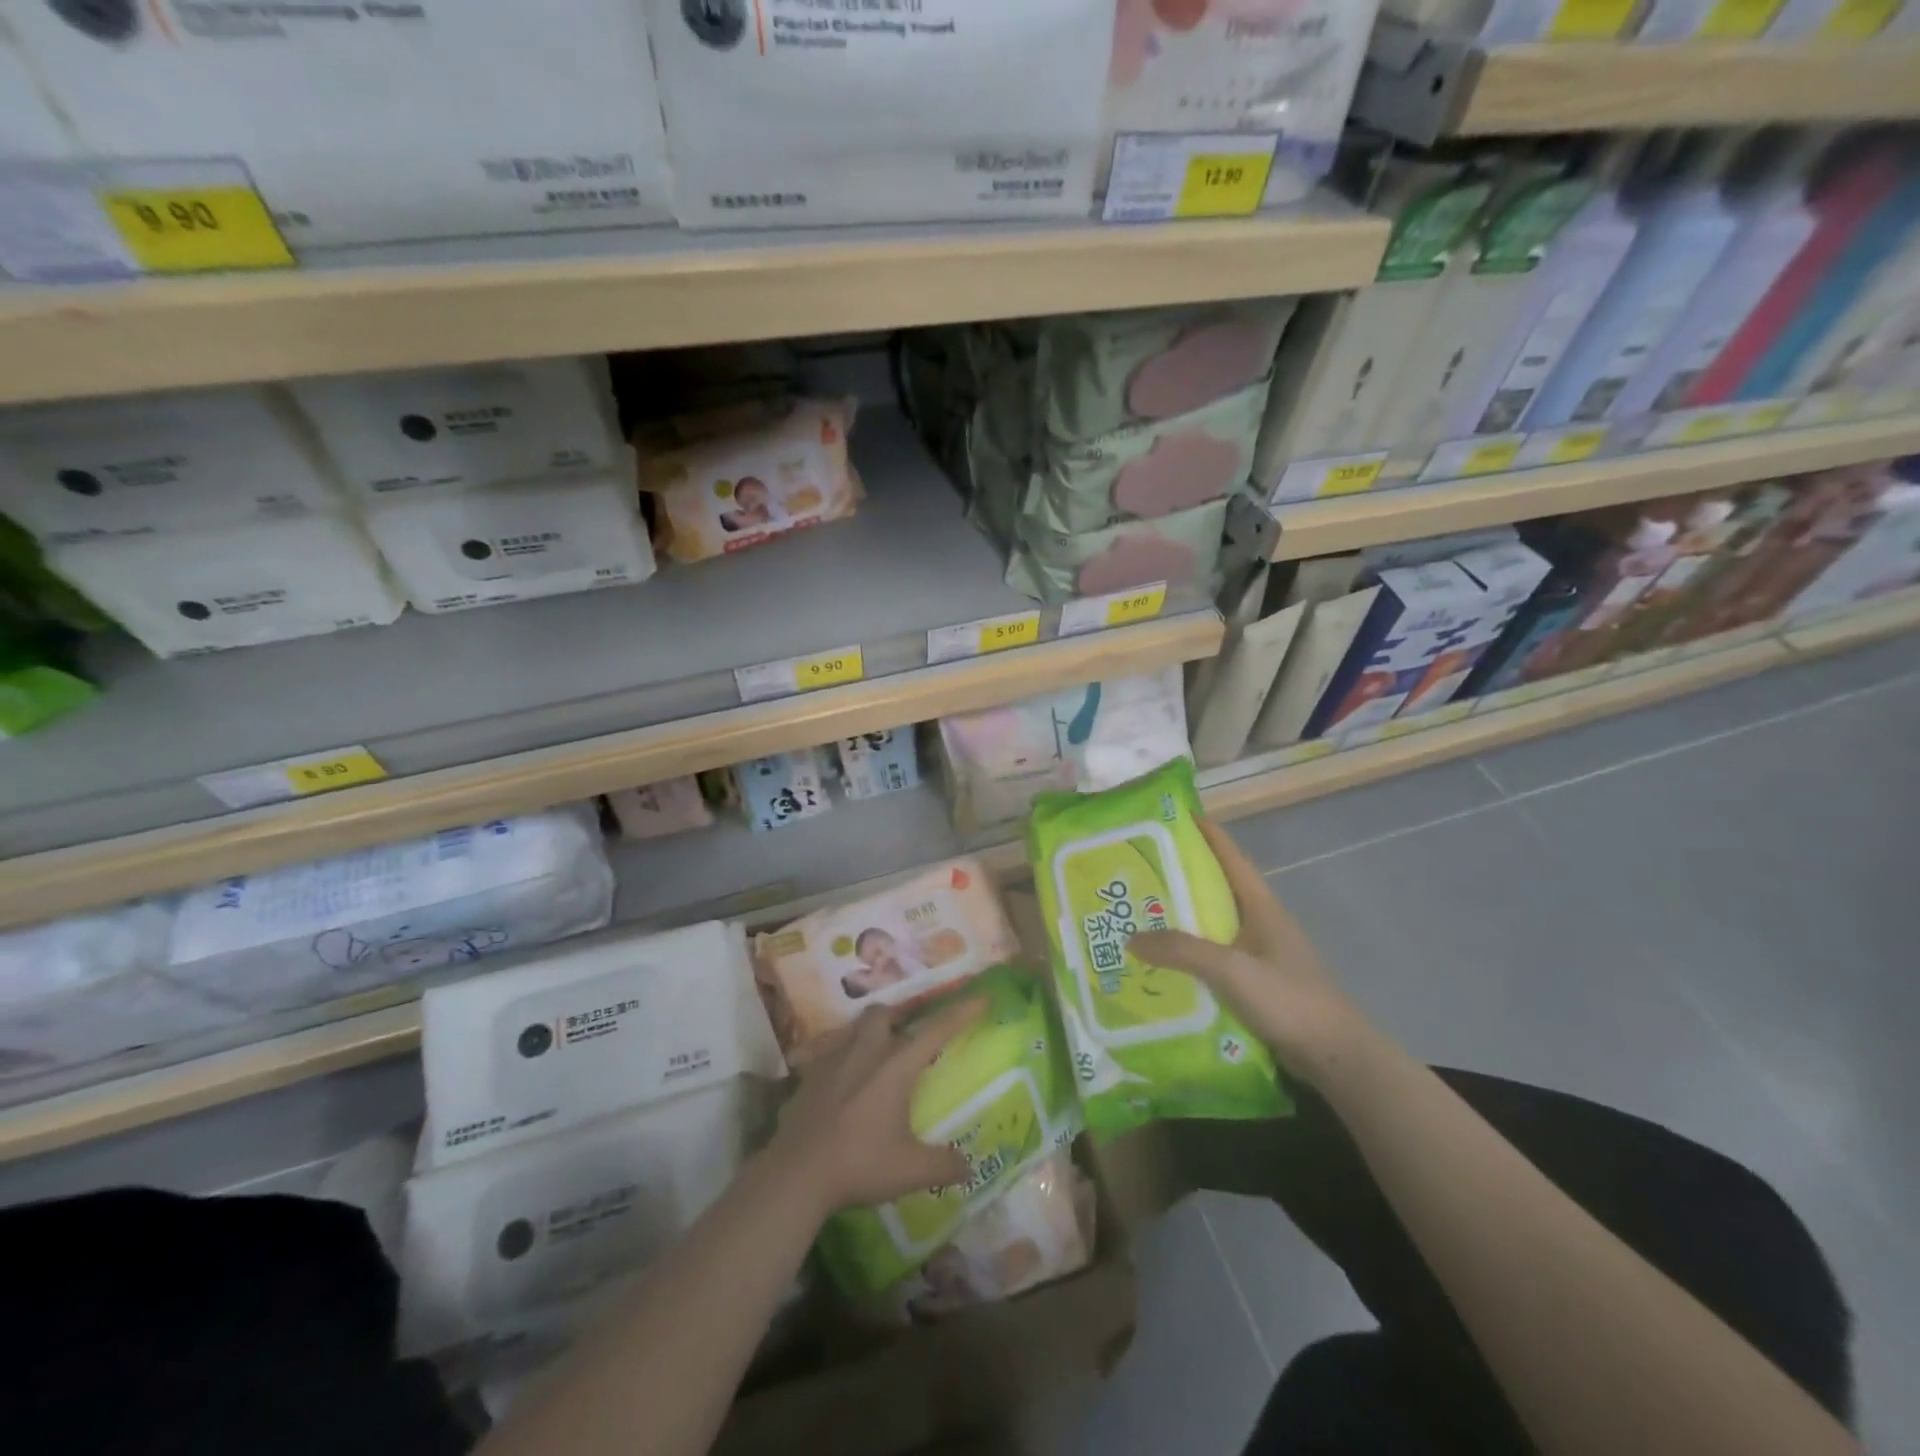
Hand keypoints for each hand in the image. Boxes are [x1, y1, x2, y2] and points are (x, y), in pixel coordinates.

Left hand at [763, 998, 985, 1221]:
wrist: (796, 1173)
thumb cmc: (859, 1164)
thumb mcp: (911, 1171)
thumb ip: (944, 1165)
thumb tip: (969, 1166)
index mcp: (896, 1066)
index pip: (936, 1030)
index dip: (961, 1012)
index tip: (981, 997)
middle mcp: (866, 1051)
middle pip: (885, 1014)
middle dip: (901, 1016)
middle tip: (910, 1035)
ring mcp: (834, 1059)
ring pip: (856, 1027)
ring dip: (872, 1031)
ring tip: (879, 1054)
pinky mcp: (810, 1074)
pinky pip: (832, 1051)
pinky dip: (845, 1057)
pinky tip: (845, 1080)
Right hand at [1130, 816, 1368, 1085]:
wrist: (1335, 1056)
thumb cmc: (1288, 999)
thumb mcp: (1231, 970)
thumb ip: (1181, 951)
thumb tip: (1131, 937)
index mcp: (1261, 905)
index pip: (1230, 856)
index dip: (1205, 833)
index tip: (1173, 816)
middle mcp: (1261, 921)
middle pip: (1218, 886)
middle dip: (1182, 875)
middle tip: (1140, 870)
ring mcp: (1262, 952)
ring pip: (1215, 922)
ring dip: (1184, 916)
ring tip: (1143, 913)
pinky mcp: (1258, 980)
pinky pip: (1217, 954)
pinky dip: (1192, 950)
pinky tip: (1167, 961)